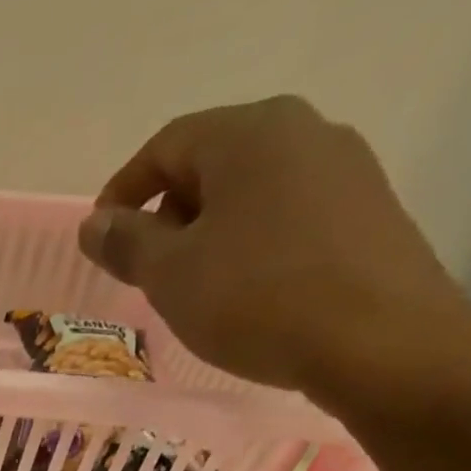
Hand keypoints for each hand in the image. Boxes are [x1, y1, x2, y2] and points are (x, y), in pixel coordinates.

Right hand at [77, 96, 470, 410]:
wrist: (376, 339)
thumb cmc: (256, 300)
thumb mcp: (170, 276)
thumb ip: (126, 244)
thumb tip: (94, 224)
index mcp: (249, 134)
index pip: (166, 146)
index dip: (122, 193)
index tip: (100, 242)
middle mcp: (302, 131)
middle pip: (211, 164)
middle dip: (166, 217)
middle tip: (143, 274)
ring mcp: (342, 168)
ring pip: (249, 193)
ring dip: (207, 236)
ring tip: (190, 291)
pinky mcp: (365, 210)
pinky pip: (285, 217)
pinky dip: (249, 247)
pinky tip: (241, 295)